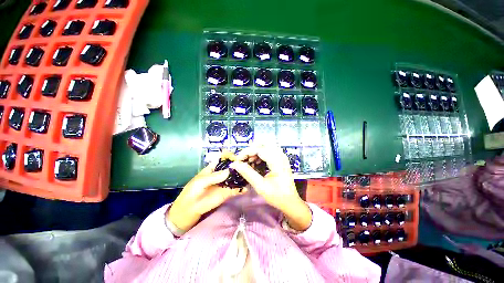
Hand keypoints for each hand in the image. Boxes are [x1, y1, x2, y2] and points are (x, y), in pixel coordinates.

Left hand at [168, 153, 246, 231]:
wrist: (189, 210)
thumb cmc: (192, 192)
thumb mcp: (200, 182)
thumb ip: (214, 177)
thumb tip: (229, 171)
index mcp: (213, 168)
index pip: (223, 159)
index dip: (230, 157)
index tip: (238, 157)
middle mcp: (221, 174)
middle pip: (232, 167)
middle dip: (239, 165)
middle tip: (248, 166)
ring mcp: (225, 183)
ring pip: (236, 177)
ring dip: (242, 176)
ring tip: (250, 175)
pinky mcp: (227, 193)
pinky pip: (236, 189)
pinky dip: (242, 188)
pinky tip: (246, 188)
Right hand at [231, 146, 311, 230]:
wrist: (290, 201)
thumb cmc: (277, 196)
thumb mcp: (260, 186)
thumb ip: (247, 173)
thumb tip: (234, 164)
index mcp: (277, 161)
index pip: (259, 149)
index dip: (246, 152)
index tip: (237, 160)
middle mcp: (280, 155)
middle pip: (262, 144)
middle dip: (250, 150)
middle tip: (243, 160)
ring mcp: (281, 156)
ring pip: (264, 146)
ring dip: (254, 152)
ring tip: (249, 162)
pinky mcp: (280, 158)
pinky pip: (267, 151)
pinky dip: (259, 155)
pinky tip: (255, 163)